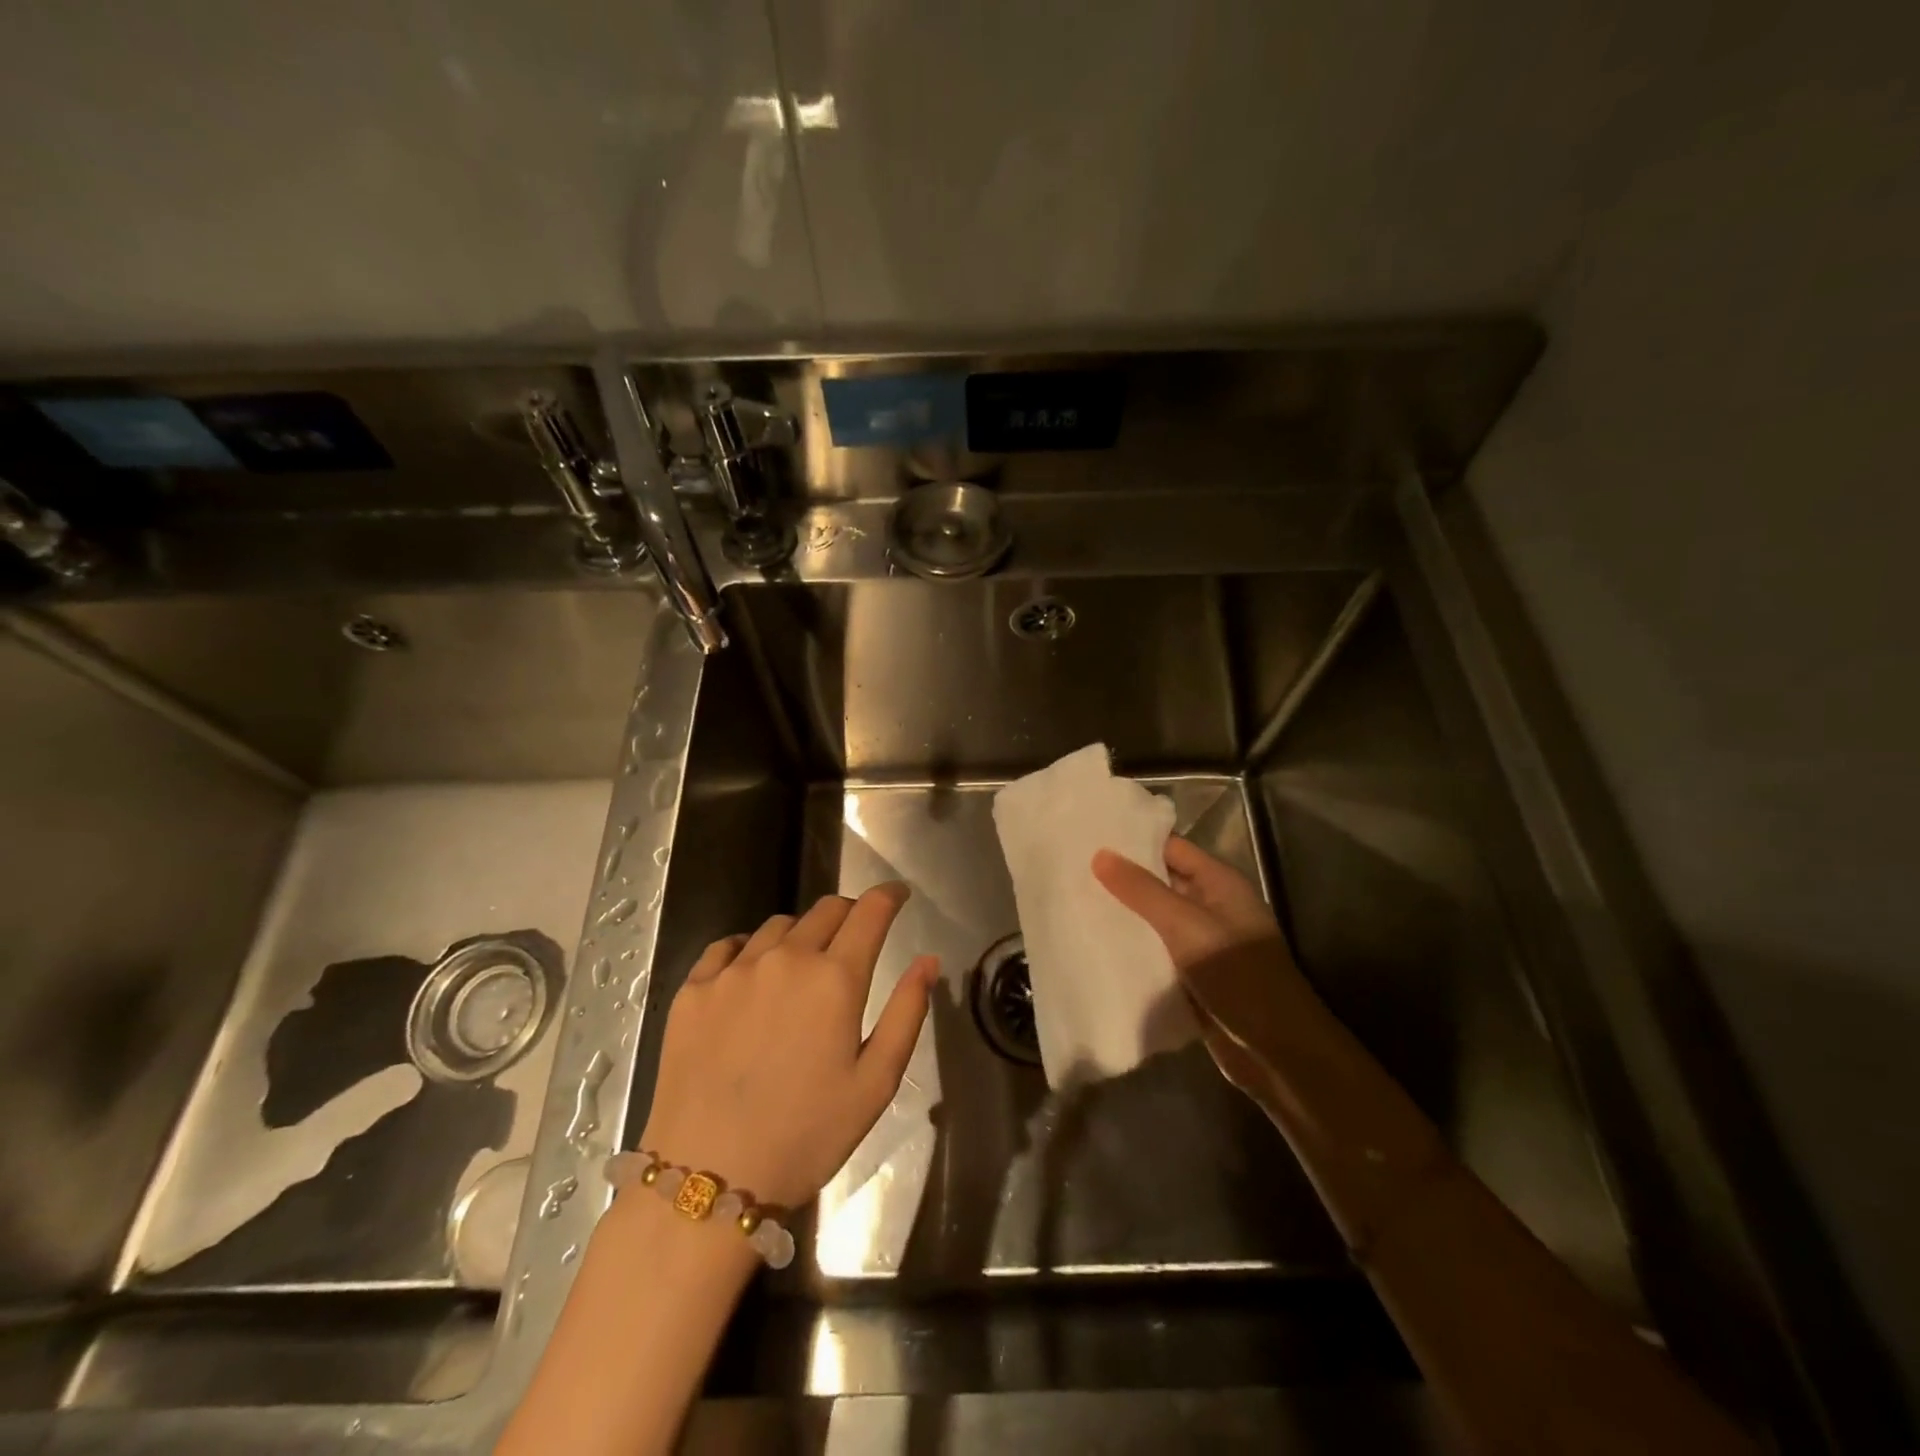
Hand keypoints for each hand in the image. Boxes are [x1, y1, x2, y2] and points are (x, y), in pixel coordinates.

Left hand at [640, 884, 937, 1208]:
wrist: (708, 1179)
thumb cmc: (806, 1136)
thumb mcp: (875, 1083)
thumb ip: (907, 1013)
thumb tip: (928, 961)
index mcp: (835, 978)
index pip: (869, 911)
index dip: (888, 896)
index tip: (897, 895)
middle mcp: (786, 958)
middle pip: (826, 909)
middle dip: (850, 914)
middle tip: (855, 938)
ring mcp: (734, 971)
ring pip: (778, 926)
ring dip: (801, 934)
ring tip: (802, 966)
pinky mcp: (693, 990)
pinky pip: (727, 947)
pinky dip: (749, 949)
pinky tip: (751, 975)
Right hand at [1093, 836, 1308, 1094]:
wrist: (1276, 1050)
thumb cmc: (1237, 974)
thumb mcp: (1185, 925)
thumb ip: (1142, 890)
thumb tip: (1100, 854)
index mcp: (1219, 884)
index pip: (1171, 848)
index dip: (1133, 840)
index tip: (1090, 837)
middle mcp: (1211, 907)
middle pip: (1161, 883)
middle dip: (1122, 879)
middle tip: (1071, 870)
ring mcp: (1203, 944)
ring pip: (1155, 920)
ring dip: (1124, 915)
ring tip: (1073, 902)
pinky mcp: (1193, 977)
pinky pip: (1156, 953)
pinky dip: (1132, 948)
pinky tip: (1095, 945)